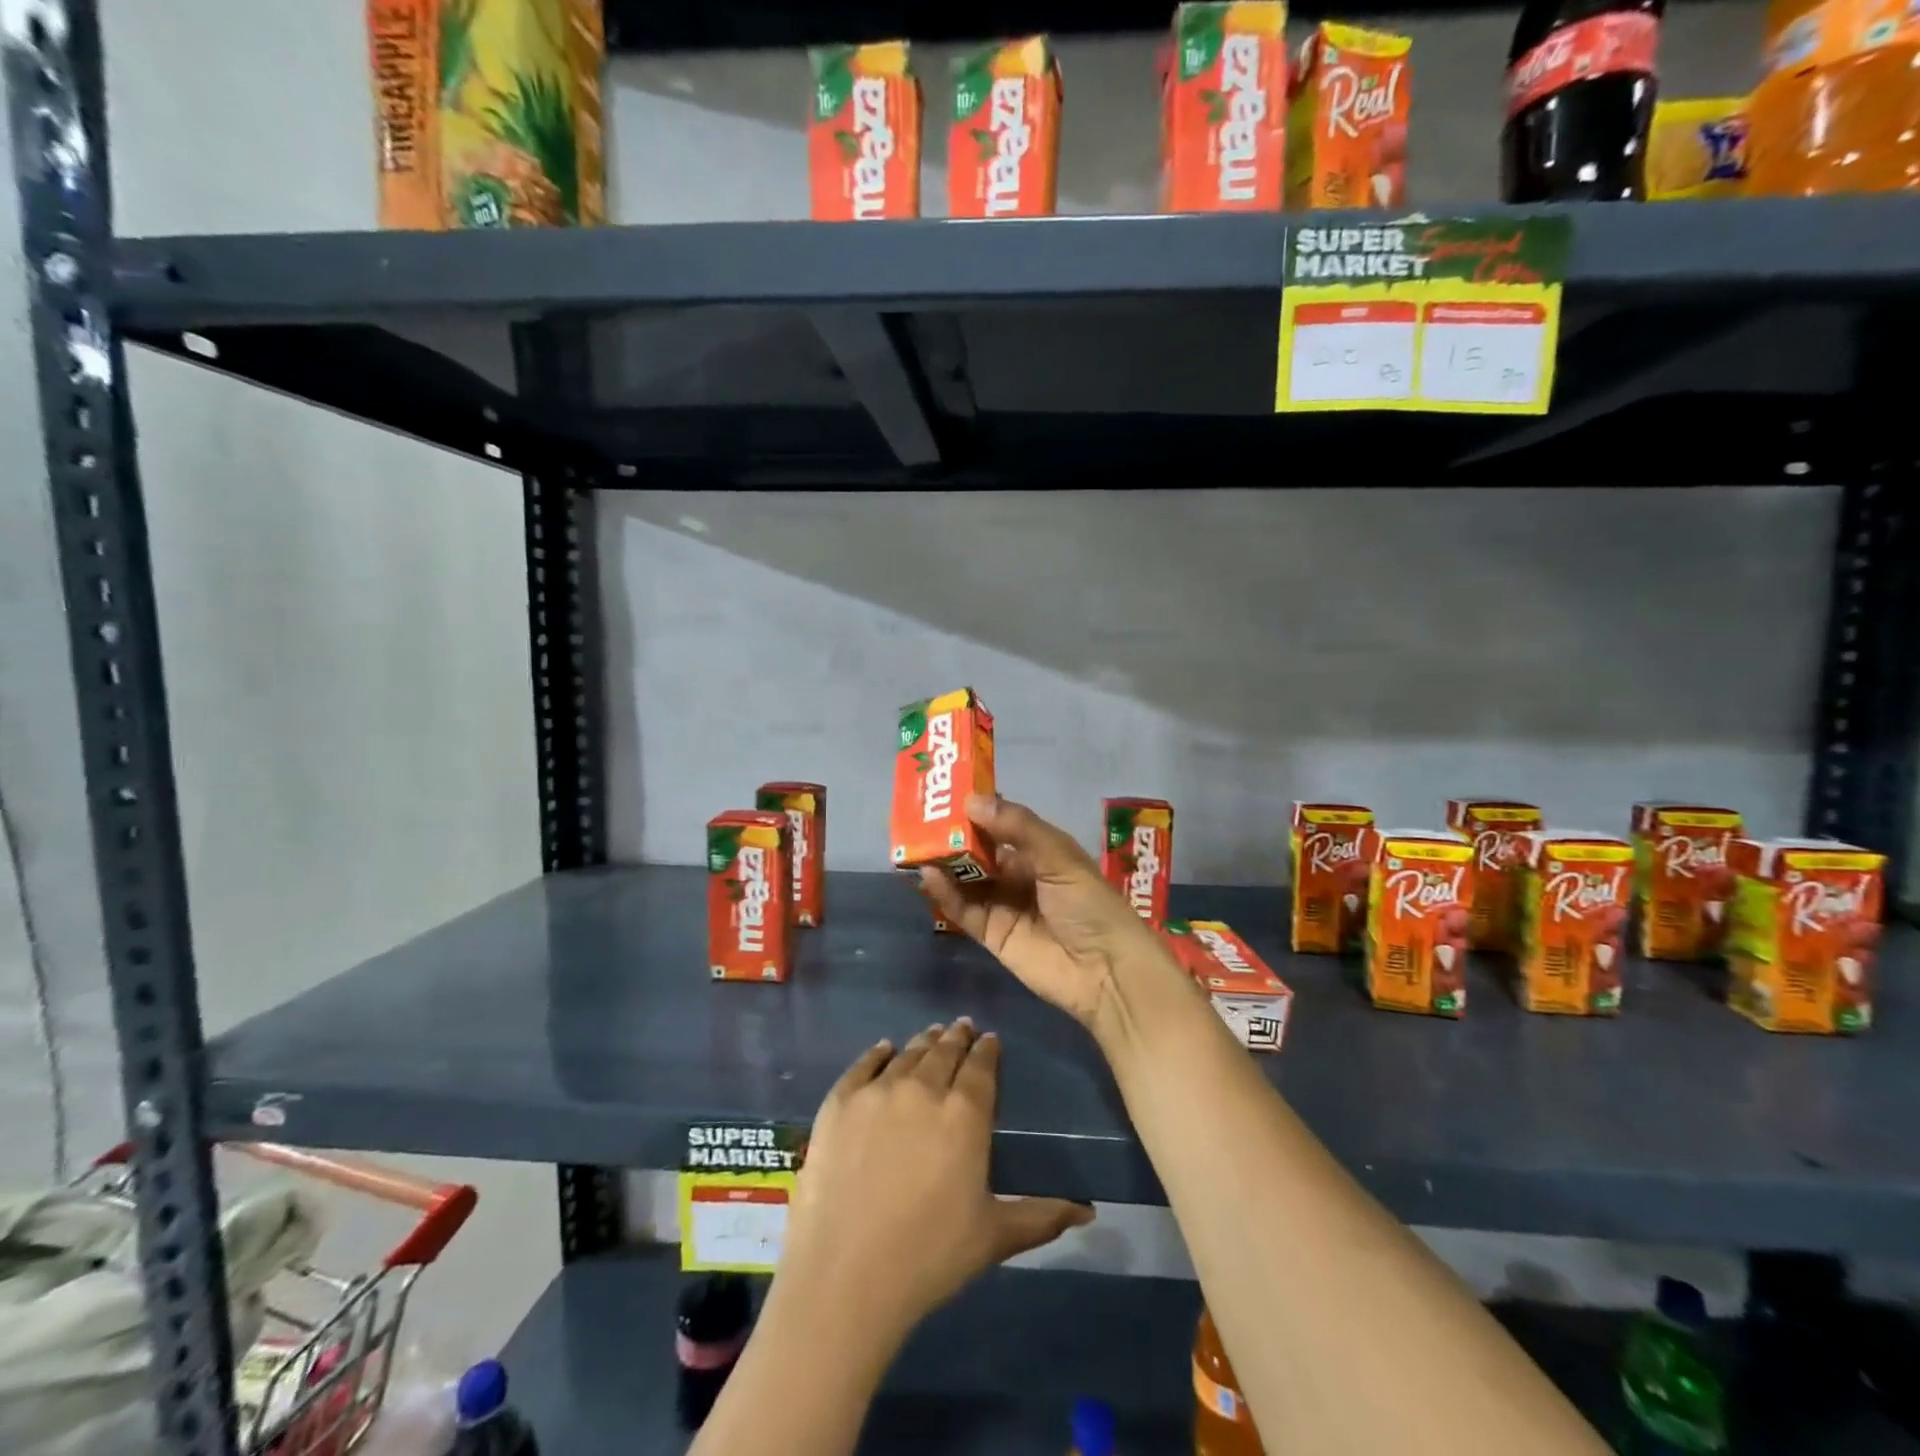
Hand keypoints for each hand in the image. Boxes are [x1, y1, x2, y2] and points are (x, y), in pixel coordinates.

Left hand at [780, 1021, 1092, 1343]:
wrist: (846, 1275)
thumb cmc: (930, 1256)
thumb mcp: (994, 1236)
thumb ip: (1042, 1216)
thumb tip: (1088, 1210)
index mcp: (965, 1114)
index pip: (981, 1066)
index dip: (987, 1049)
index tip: (990, 1039)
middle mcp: (924, 1089)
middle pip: (944, 1051)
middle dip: (957, 1037)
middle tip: (963, 1027)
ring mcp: (877, 1091)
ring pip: (908, 1053)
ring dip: (924, 1042)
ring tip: (932, 1034)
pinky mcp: (839, 1102)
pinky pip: (863, 1065)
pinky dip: (878, 1053)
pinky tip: (885, 1049)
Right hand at [920, 794, 1174, 1031]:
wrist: (1105, 971)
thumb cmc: (1089, 903)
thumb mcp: (1058, 856)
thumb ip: (1017, 827)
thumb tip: (972, 800)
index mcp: (1042, 852)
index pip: (1003, 824)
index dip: (978, 810)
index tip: (947, 793)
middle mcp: (1020, 875)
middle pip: (980, 852)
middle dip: (955, 837)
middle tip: (922, 819)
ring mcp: (1004, 905)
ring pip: (967, 880)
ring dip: (945, 864)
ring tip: (917, 845)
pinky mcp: (991, 935)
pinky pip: (963, 910)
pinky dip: (945, 894)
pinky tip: (928, 876)